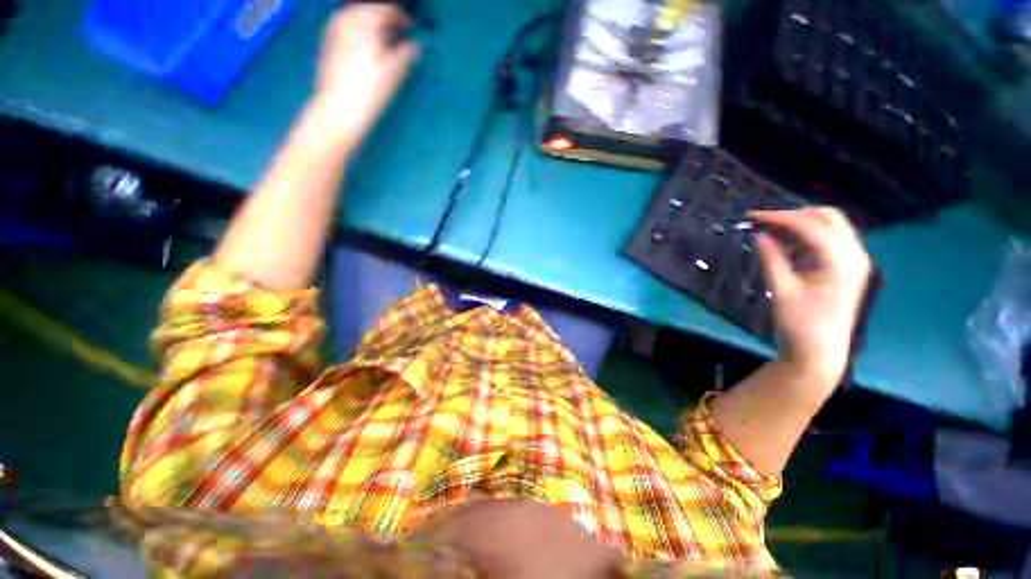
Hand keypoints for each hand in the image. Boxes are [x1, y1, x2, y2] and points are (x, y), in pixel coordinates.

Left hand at [314, 4, 418, 144]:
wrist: (340, 110)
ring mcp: (335, 31)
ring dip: (370, 23)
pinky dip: (358, 31)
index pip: (387, 9)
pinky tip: (365, 44)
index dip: (402, 18)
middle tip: (398, 31)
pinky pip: (346, 27)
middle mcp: (348, 20)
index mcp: (365, 21)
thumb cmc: (370, 90)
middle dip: (384, 18)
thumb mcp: (394, 72)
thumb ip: (406, 54)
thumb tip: (415, 46)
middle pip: (369, 10)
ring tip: (383, 37)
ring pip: (355, 17)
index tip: (411, 28)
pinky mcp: (329, 45)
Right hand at [752, 207, 872, 391]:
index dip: (779, 217)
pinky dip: (806, 237)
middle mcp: (854, 255)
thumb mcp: (781, 290)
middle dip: (794, 215)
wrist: (819, 353)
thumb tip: (759, 234)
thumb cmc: (800, 324)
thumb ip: (771, 258)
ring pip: (830, 227)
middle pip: (828, 218)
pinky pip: (828, 241)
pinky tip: (786, 246)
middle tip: (764, 222)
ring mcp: (853, 261)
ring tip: (771, 232)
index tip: (752, 217)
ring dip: (800, 225)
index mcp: (841, 261)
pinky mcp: (846, 269)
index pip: (811, 225)